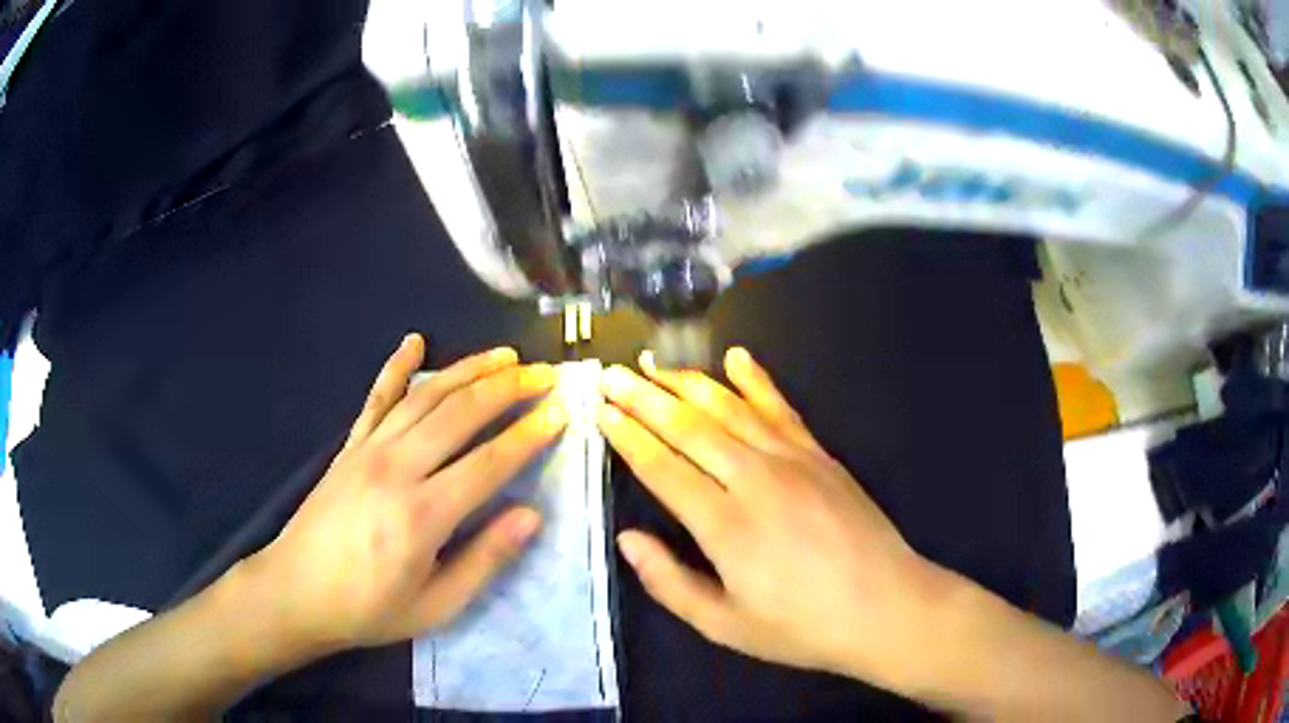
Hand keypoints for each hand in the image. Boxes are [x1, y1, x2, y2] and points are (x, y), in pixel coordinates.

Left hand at [243, 333, 567, 654]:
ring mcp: (368, 450)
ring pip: (425, 396)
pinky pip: (376, 398)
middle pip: (460, 414)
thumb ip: (484, 560)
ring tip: (504, 355)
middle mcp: (396, 469)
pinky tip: (414, 342)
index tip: (561, 411)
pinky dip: (396, 367)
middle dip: (508, 388)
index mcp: (422, 514)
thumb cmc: (369, 609)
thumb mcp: (436, 606)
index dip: (528, 434)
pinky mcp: (349, 446)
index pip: (488, 462)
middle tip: (544, 374)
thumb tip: (531, 516)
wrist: (296, 591)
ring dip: (468, 370)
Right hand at [597, 349, 963, 690]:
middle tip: (613, 375)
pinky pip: (781, 408)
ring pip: (730, 409)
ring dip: (689, 383)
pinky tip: (737, 357)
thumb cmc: (802, 627)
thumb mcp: (725, 625)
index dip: (627, 437)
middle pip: (689, 426)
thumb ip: (670, 583)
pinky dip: (756, 380)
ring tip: (657, 366)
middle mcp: (754, 480)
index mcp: (725, 525)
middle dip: (645, 398)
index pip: (662, 468)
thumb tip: (628, 539)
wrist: (886, 607)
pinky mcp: (821, 455)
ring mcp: (792, 460)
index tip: (601, 412)